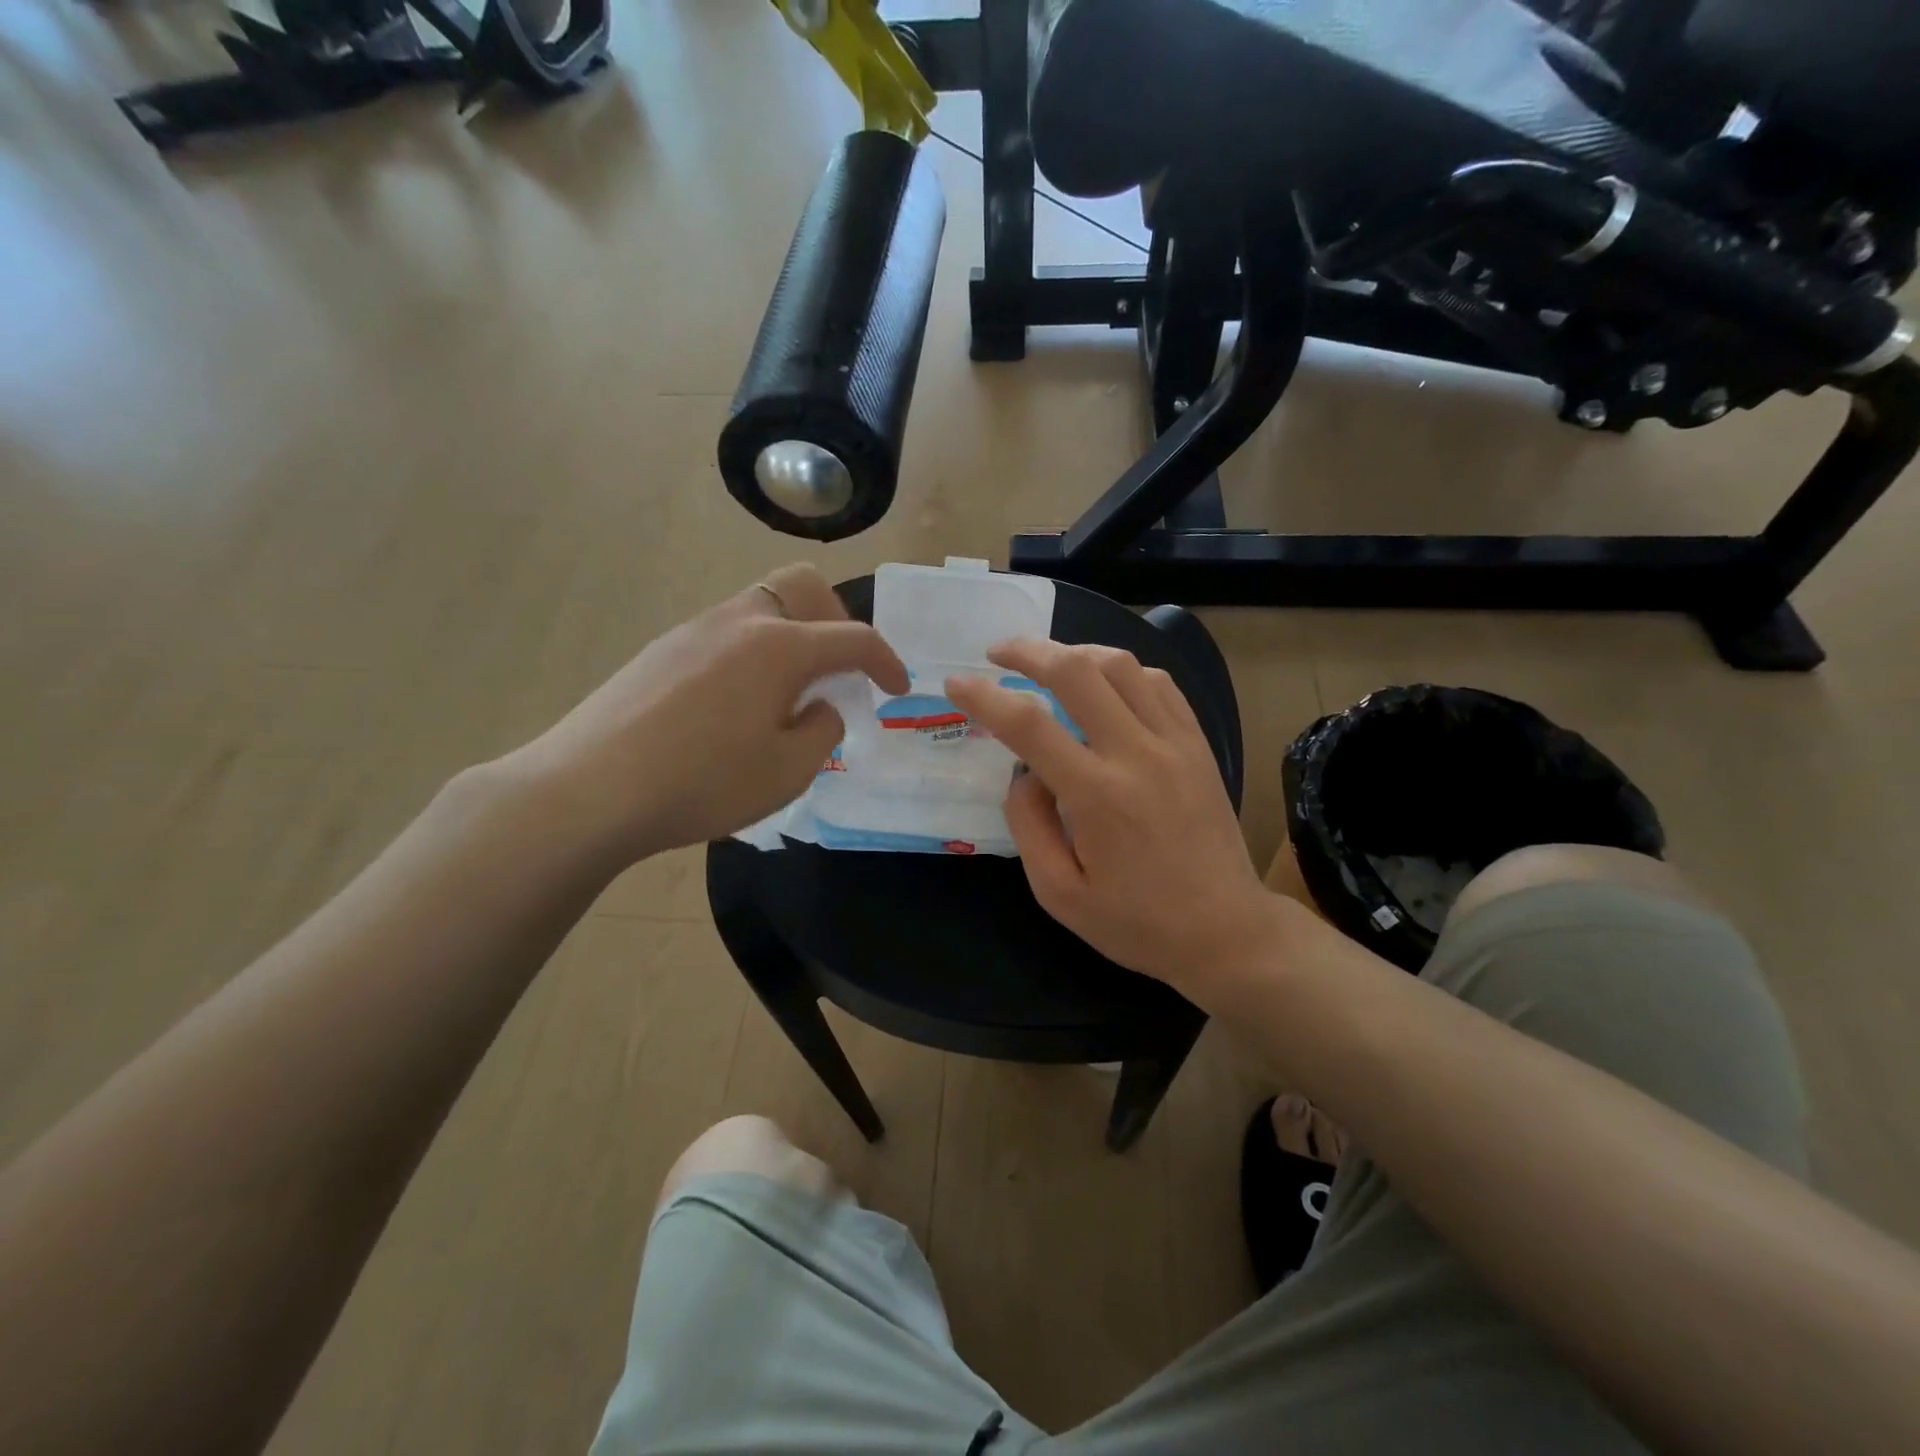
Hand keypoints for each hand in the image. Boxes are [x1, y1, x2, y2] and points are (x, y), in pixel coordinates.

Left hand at [508, 564, 907, 863]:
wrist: (589, 789)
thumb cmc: (702, 783)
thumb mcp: (787, 771)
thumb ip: (822, 731)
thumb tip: (818, 707)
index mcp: (780, 647)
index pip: (853, 638)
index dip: (886, 662)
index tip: (898, 689)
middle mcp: (740, 621)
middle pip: (803, 586)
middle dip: (837, 620)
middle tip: (840, 670)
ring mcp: (694, 629)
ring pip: (762, 606)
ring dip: (792, 636)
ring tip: (789, 693)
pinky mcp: (662, 649)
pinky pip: (727, 631)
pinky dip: (754, 651)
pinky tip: (738, 703)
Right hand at [946, 641, 1282, 994]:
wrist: (1225, 931)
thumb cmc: (1136, 922)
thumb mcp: (1059, 894)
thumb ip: (1029, 825)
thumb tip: (1023, 773)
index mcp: (1097, 795)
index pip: (1028, 724)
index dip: (984, 696)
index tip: (956, 683)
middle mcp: (1137, 754)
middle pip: (1077, 670)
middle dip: (1028, 650)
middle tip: (998, 652)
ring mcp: (1175, 743)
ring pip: (1121, 664)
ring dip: (1075, 652)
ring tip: (1048, 663)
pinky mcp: (1198, 744)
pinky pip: (1158, 683)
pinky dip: (1121, 670)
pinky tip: (1104, 683)